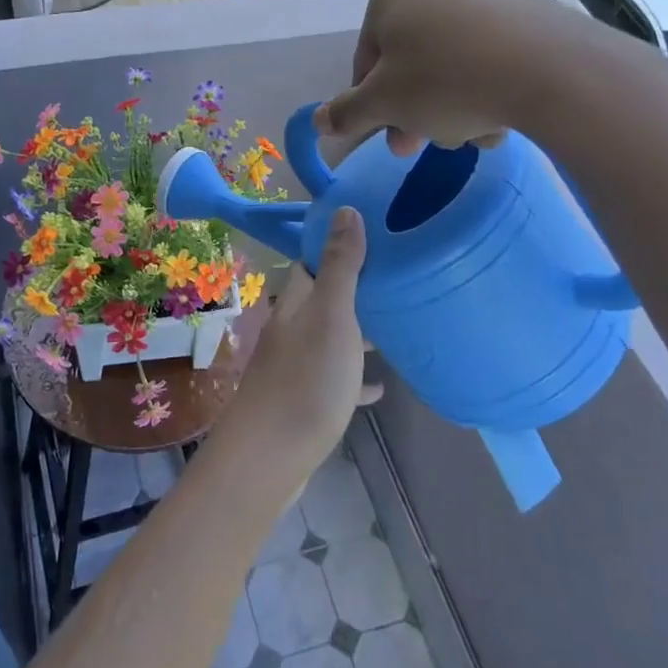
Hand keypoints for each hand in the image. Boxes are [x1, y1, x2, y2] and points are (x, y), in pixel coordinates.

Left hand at [220, 208, 375, 475]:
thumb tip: (345, 210)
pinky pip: (336, 380)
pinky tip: (380, 388)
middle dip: (356, 289)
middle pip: (325, 299)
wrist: (270, 457)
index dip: (337, 244)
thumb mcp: (331, 315)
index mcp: (297, 303)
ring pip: (331, 338)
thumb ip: (340, 265)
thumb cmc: (306, 379)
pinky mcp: (305, 401)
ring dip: (358, 332)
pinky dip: (356, 378)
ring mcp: (297, 367)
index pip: (312, 260)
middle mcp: (293, 329)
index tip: (374, 234)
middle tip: (397, 280)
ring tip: (397, 326)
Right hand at [314, 0, 636, 158]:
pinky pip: (485, 62)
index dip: (370, 103)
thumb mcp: (382, 103)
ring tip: (468, 138)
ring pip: (447, 67)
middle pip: (408, 63)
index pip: (366, 58)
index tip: (386, 133)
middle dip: (411, 111)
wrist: (548, 70)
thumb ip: (347, 113)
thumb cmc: (444, 80)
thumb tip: (319, 121)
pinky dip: (482, 93)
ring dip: (447, 110)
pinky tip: (496, 123)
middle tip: (415, 147)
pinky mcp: (521, 18)